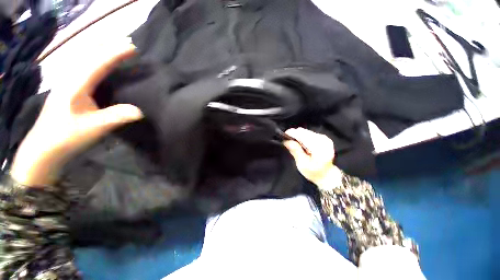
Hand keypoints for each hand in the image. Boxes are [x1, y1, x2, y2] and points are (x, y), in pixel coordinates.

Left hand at [11, 41, 142, 186]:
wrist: (43, 148)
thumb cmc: (66, 137)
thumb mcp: (92, 129)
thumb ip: (115, 117)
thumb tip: (140, 111)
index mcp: (74, 86)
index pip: (97, 63)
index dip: (115, 53)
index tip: (132, 47)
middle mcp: (69, 79)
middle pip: (88, 55)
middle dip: (108, 46)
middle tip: (127, 43)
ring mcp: (66, 82)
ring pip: (83, 58)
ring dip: (100, 50)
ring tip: (115, 46)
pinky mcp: (67, 89)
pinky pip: (82, 67)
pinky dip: (93, 59)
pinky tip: (98, 61)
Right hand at [283, 128, 341, 189]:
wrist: (326, 175)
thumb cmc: (313, 172)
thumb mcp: (302, 164)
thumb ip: (295, 151)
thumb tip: (286, 141)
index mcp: (320, 148)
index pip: (303, 136)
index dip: (292, 134)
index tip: (284, 136)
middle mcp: (323, 140)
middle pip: (304, 132)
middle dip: (294, 135)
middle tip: (288, 142)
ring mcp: (324, 138)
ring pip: (306, 132)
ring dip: (298, 136)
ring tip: (294, 144)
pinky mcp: (323, 138)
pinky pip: (309, 134)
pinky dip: (302, 137)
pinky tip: (301, 145)